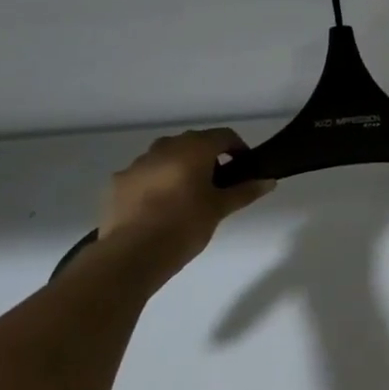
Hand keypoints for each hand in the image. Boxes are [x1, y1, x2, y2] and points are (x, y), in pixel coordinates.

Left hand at [98, 129, 273, 273]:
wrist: (132, 253)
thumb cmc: (185, 225)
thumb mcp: (220, 209)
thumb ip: (245, 191)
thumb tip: (269, 181)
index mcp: (193, 148)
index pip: (224, 135)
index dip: (238, 148)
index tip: (244, 167)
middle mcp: (164, 147)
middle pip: (193, 143)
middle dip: (208, 158)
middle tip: (217, 185)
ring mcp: (137, 163)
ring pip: (166, 157)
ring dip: (179, 169)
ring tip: (186, 198)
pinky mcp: (118, 182)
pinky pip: (144, 175)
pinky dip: (156, 183)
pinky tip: (158, 208)